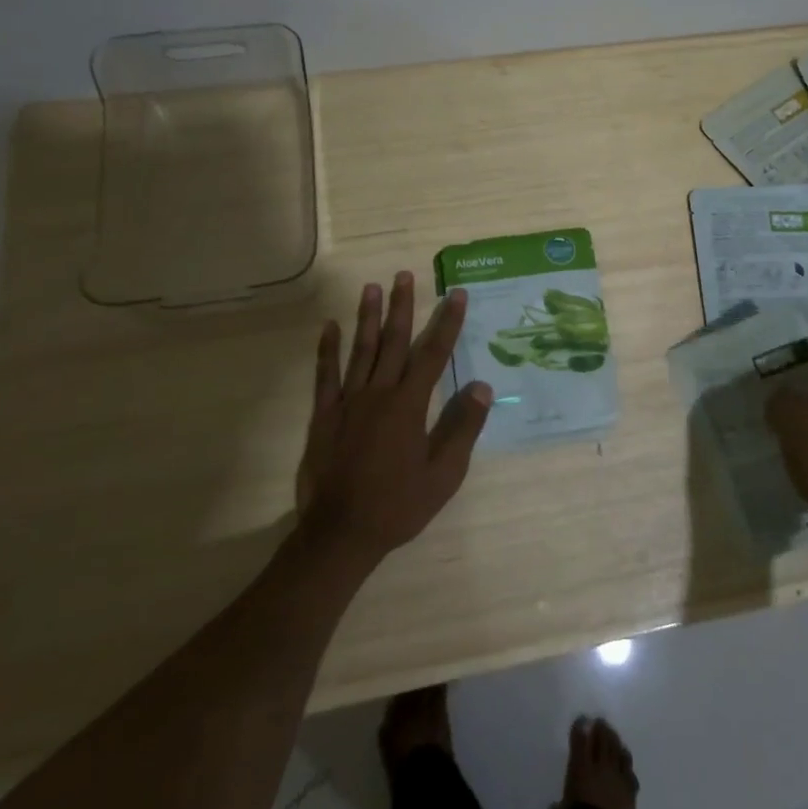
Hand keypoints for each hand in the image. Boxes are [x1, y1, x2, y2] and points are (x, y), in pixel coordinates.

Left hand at [296, 272, 492, 564]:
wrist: (340, 533)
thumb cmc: (398, 505)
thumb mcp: (444, 474)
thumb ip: (463, 428)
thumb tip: (484, 387)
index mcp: (410, 405)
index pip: (434, 354)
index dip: (447, 323)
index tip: (456, 294)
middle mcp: (379, 393)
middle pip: (394, 342)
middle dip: (402, 307)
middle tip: (404, 275)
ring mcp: (348, 401)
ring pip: (361, 350)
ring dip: (367, 317)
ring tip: (371, 287)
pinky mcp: (324, 415)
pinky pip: (325, 375)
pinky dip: (327, 349)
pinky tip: (329, 327)